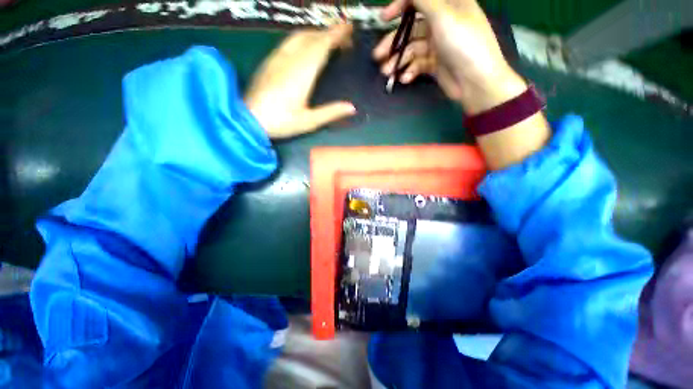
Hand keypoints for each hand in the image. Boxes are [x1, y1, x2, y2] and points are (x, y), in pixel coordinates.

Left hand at [245, 23, 356, 138]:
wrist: (248, 119)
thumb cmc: (280, 122)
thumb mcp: (309, 122)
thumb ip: (330, 112)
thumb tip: (352, 107)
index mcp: (302, 73)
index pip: (322, 46)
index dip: (336, 35)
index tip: (349, 27)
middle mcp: (289, 59)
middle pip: (311, 37)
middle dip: (329, 33)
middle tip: (344, 38)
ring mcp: (277, 58)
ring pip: (299, 37)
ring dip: (316, 35)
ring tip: (328, 41)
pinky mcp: (269, 61)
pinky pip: (289, 43)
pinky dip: (303, 40)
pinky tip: (307, 49)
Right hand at [373, 0, 526, 114]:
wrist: (476, 83)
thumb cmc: (464, 44)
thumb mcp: (444, 16)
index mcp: (448, 5)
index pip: (419, 1)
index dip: (400, 5)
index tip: (384, 18)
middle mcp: (442, 23)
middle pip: (411, 29)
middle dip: (393, 43)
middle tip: (377, 57)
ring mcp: (438, 45)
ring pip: (412, 50)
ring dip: (398, 61)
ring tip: (386, 73)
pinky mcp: (435, 64)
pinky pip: (417, 65)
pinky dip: (410, 71)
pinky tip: (405, 79)